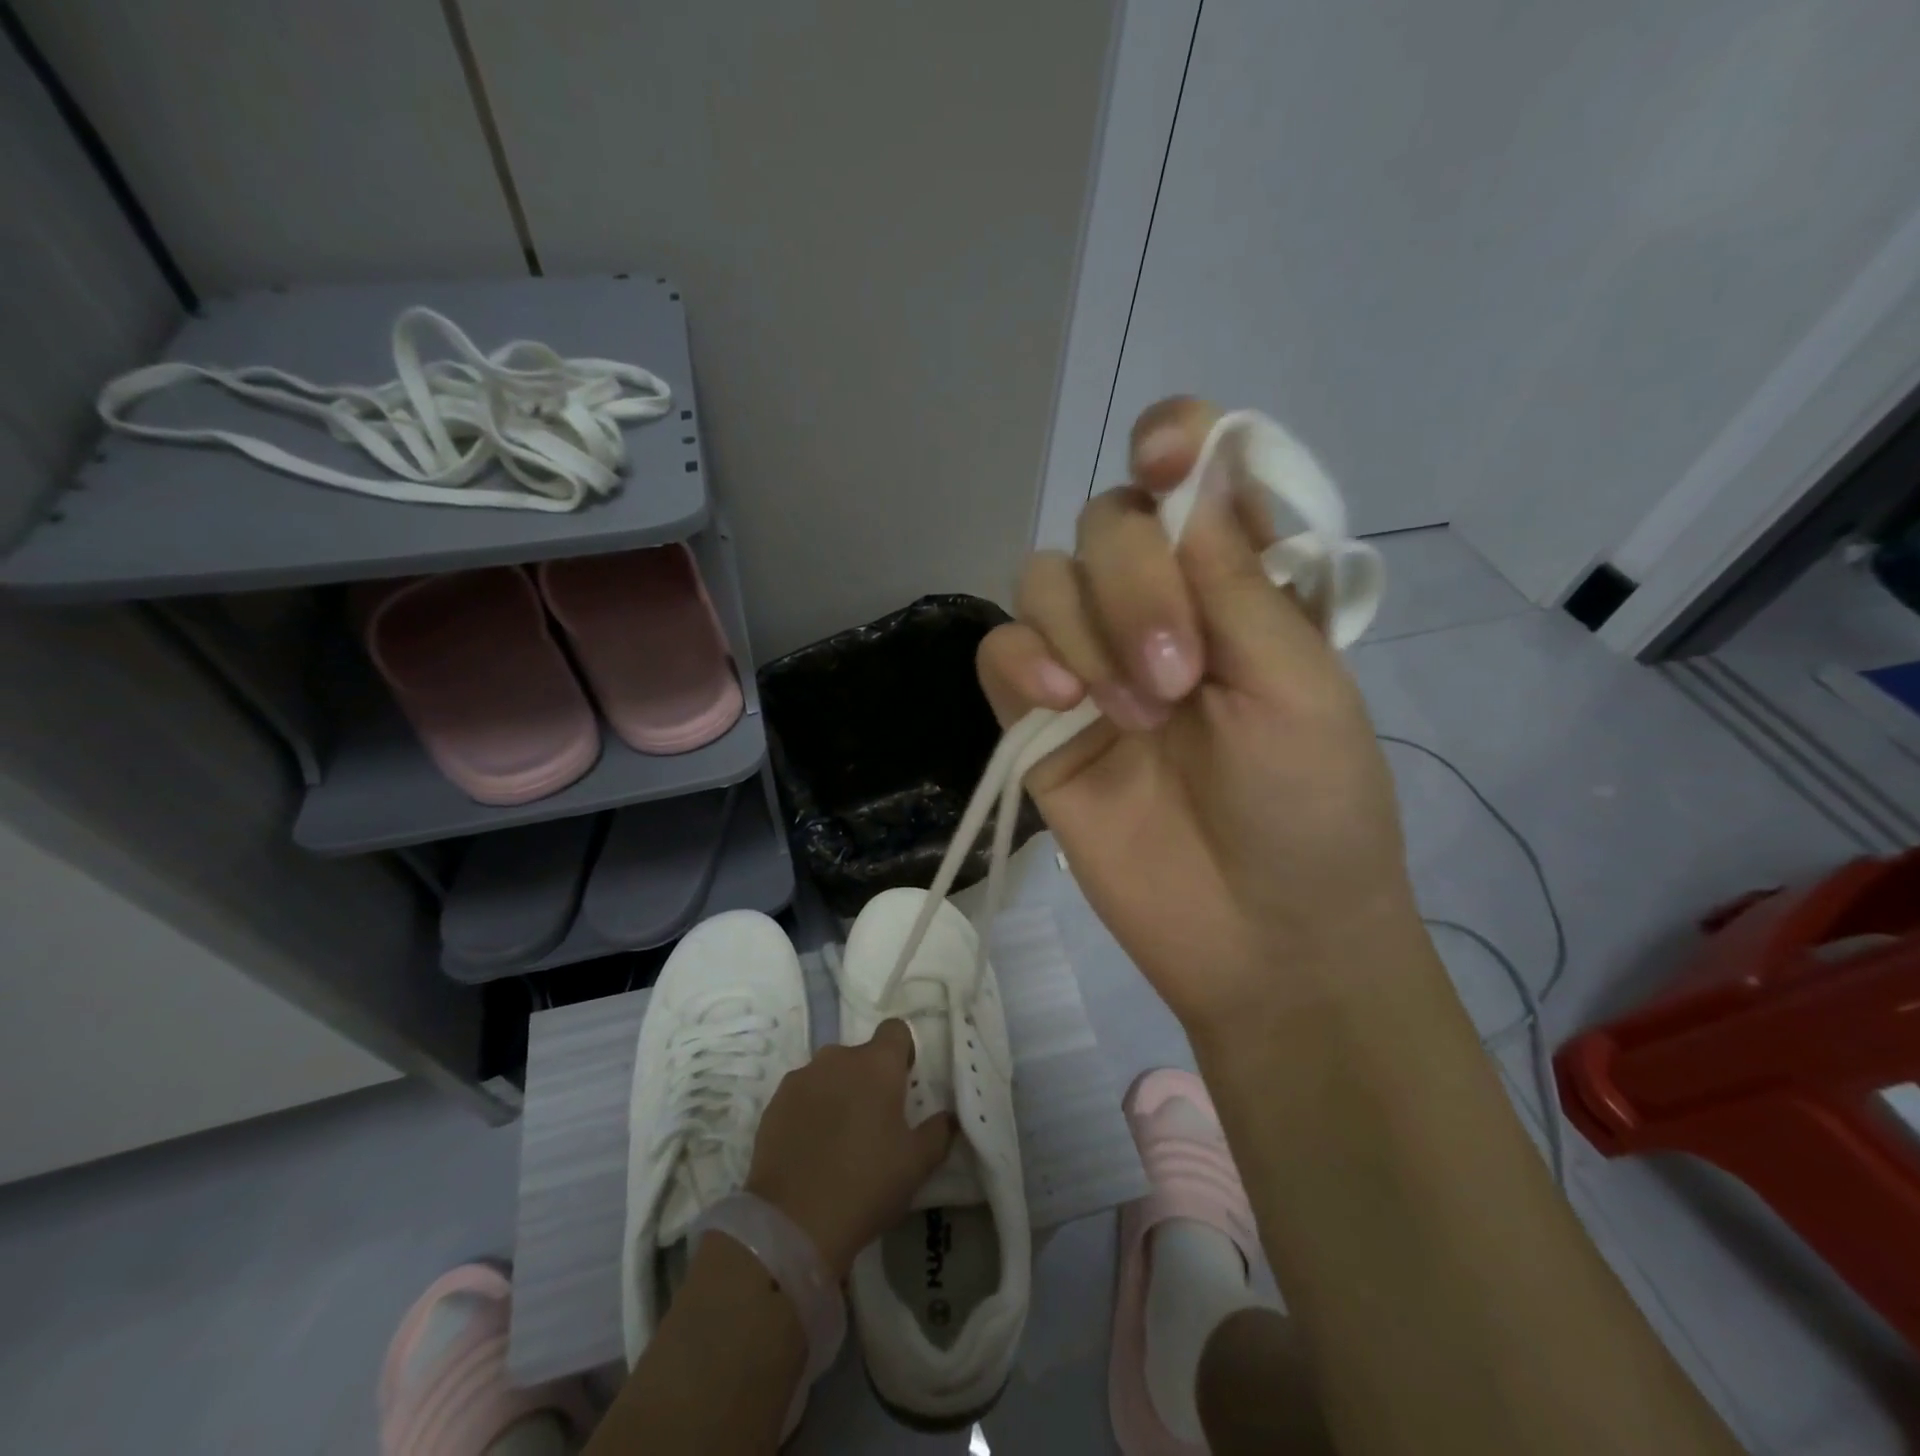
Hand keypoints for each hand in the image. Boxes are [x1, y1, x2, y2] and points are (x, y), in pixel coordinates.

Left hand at [745, 1019, 954, 1278]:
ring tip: (838, 1139)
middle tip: (873, 1122)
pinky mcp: (774, 1102)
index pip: (895, 1030)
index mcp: (877, 1064)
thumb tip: (947, 1116)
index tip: (904, 1083)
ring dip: (837, 1093)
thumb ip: (938, 1132)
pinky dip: (809, 1110)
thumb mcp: (917, 1165)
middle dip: (868, 1079)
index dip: (902, 1052)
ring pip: (829, 1074)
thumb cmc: (866, 1185)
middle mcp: (838, 1058)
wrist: (792, 1222)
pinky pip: (801, 1094)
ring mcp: (801, 1077)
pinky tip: (810, 1149)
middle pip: (860, 1055)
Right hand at [977, 397, 1420, 1036]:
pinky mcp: (1040, 721)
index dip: (1174, 443)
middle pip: (1105, 524)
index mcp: (1238, 585)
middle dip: (1133, 585)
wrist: (1262, 937)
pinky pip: (1001, 651)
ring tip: (1132, 714)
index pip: (1193, 476)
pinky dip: (1021, 660)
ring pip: (1044, 581)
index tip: (1164, 461)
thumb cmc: (1312, 809)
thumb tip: (1187, 474)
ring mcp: (1093, 663)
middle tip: (1175, 675)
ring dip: (1083, 631)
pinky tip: (1059, 701)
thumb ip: (1236, 579)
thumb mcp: (1299, 684)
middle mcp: (1160, 608)